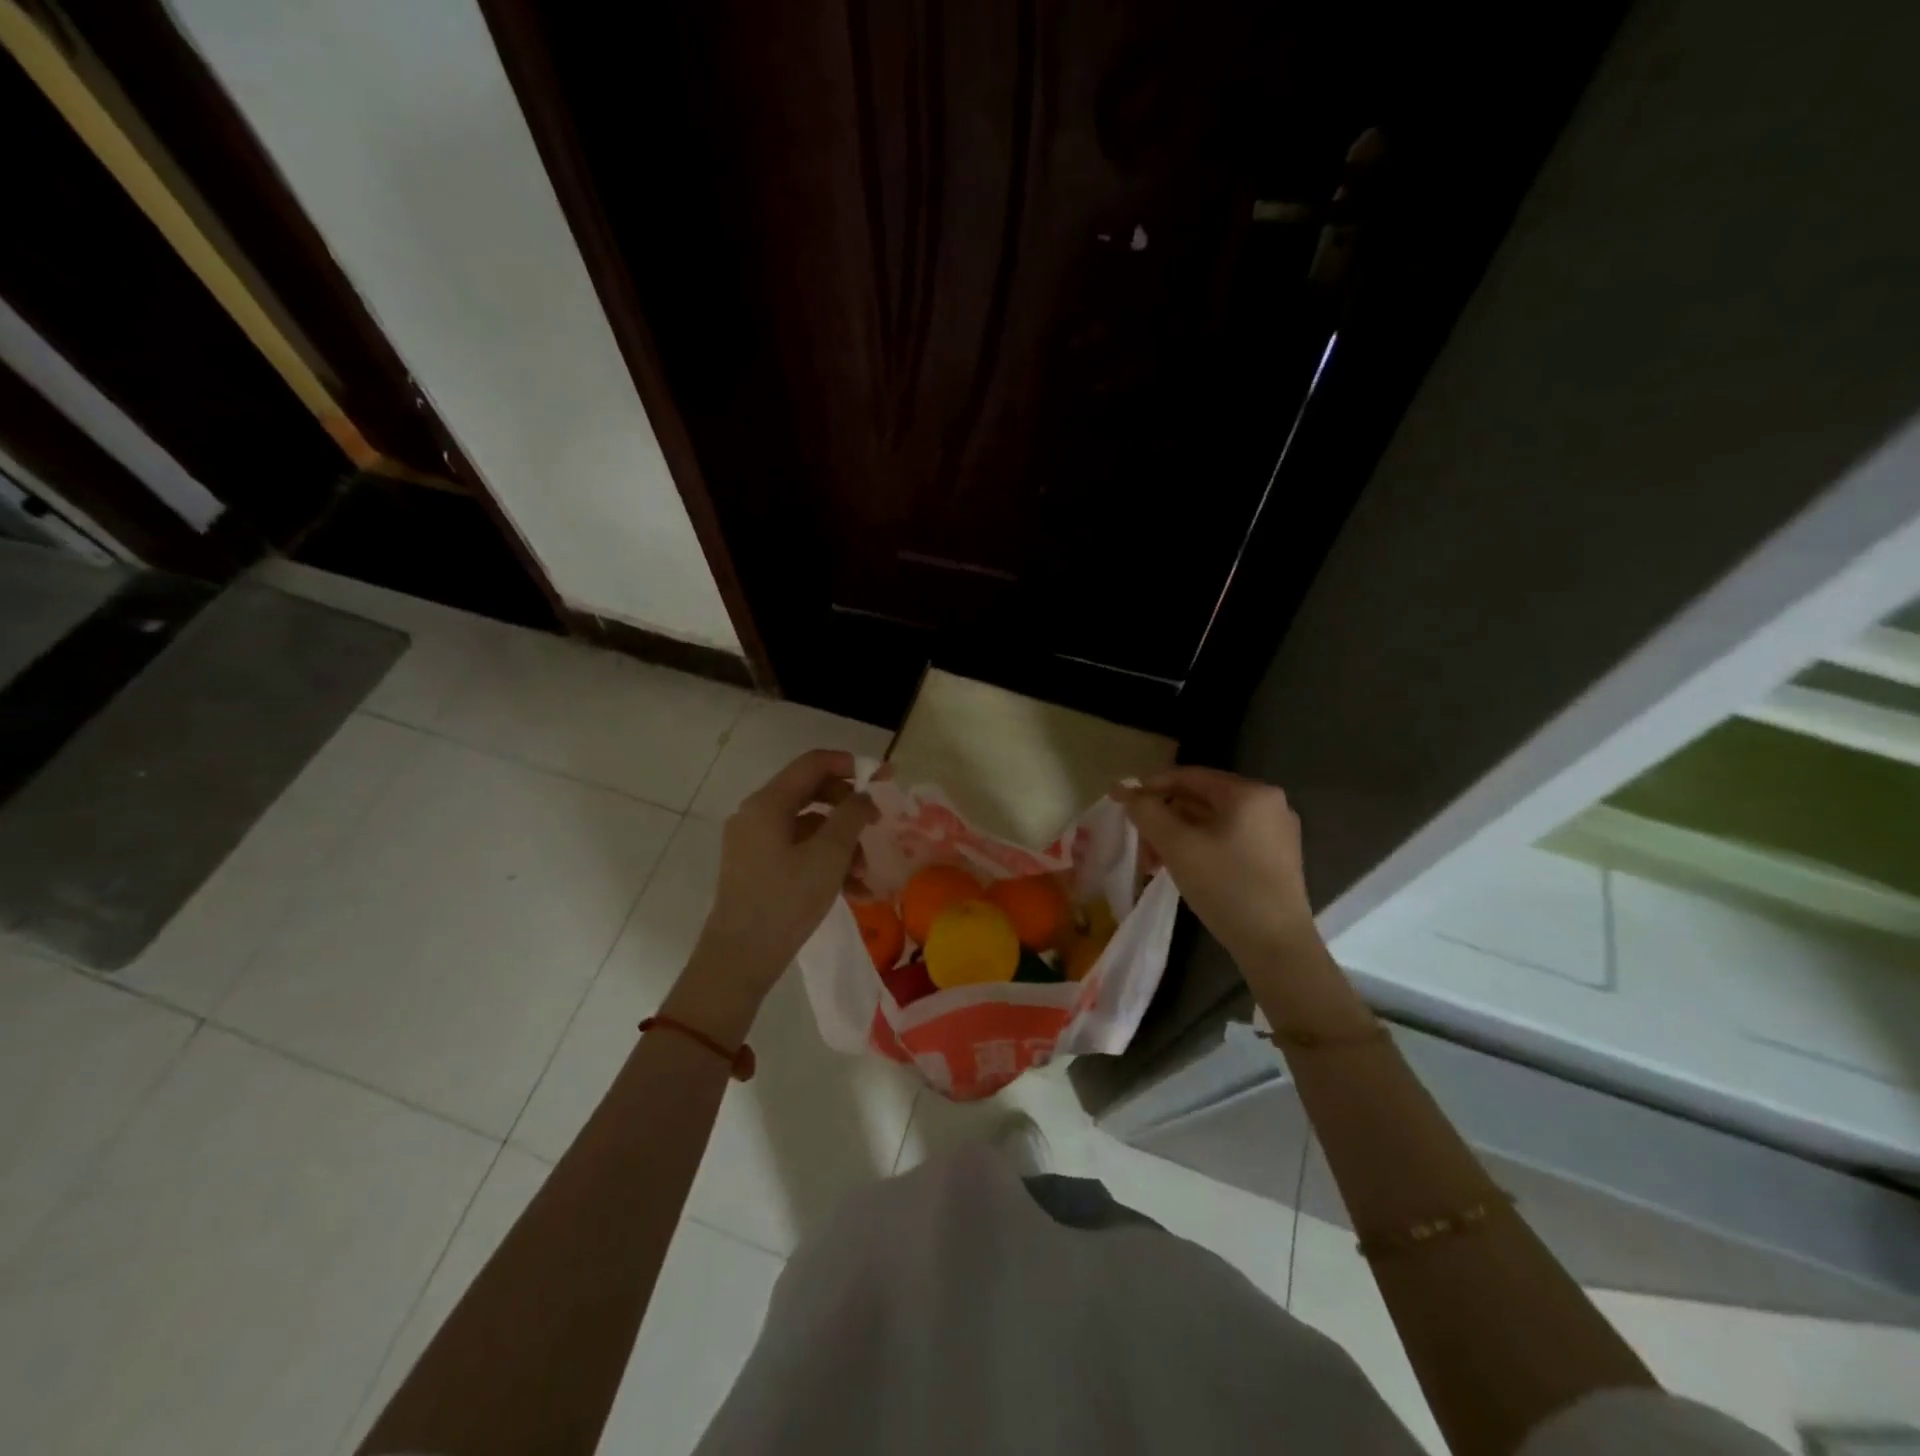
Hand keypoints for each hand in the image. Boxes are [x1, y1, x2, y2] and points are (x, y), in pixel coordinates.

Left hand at [670, 750, 877, 1039]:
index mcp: (768, 803)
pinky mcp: (757, 867)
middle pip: (812, 793)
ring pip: (809, 826)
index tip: (886, 777)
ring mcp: (754, 842)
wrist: (740, 958)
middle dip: (849, 809)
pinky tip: (853, 890)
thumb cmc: (786, 901)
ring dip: (842, 843)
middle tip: (879, 824)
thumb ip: (851, 816)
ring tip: (865, 875)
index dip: (853, 765)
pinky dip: (825, 861)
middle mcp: (757, 814)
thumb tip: (864, 796)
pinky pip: (798, 850)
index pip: (814, 763)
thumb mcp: (829, 856)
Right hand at [1116, 767, 1315, 964]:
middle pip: (1201, 799)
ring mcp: (1275, 833)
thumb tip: (1124, 791)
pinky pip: (1227, 840)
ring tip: (1153, 862)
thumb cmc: (1226, 886)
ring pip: (1212, 822)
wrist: (1276, 946)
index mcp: (1250, 793)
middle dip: (1163, 818)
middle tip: (1138, 842)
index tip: (1122, 801)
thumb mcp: (1177, 846)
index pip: (1190, 776)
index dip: (1151, 786)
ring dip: (1177, 836)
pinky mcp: (1274, 859)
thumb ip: (1147, 812)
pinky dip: (1199, 848)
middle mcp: (1268, 804)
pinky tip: (1180, 868)